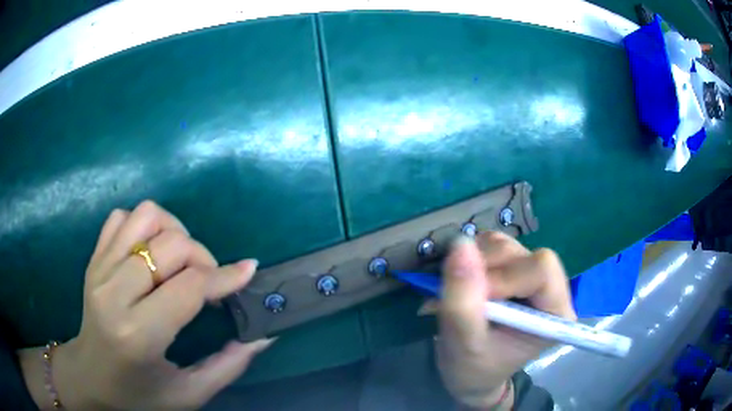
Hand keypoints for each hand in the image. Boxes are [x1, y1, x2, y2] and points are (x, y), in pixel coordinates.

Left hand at [22, 201, 272, 409]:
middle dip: (202, 257)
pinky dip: (143, 225)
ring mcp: (100, 269)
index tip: (248, 271)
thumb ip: (230, 365)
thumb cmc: (140, 394)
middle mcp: (115, 292)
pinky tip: (150, 252)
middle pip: (171, 244)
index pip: (189, 287)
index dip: (224, 277)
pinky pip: (123, 217)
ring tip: (179, 260)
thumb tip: (264, 336)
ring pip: (146, 216)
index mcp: (139, 334)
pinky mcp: (94, 258)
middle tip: (208, 280)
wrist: (91, 376)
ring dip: (173, 231)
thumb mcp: (190, 393)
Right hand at [424, 232, 575, 408]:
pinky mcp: (511, 267)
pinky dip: (469, 258)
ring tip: (458, 292)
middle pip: (521, 253)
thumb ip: (462, 302)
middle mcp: (549, 287)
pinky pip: (490, 245)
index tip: (476, 300)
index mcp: (555, 312)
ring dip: (473, 264)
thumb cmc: (473, 369)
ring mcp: (529, 274)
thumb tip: (461, 245)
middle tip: (458, 296)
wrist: (470, 374)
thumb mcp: (464, 345)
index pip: (542, 269)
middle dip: (484, 270)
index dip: (505, 277)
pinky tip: (462, 282)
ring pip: (504, 245)